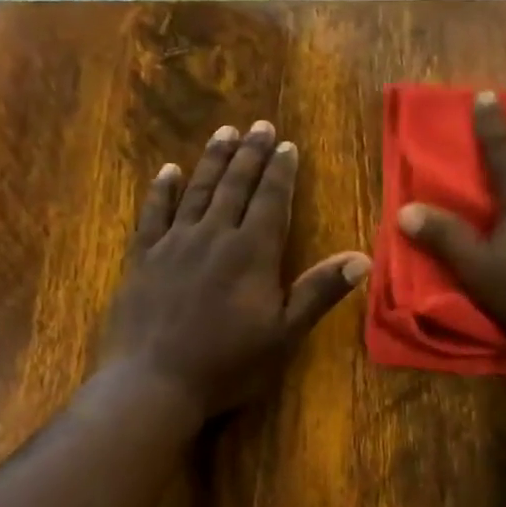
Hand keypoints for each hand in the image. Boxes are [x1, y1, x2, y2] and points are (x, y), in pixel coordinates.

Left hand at [101, 121, 371, 417]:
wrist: (153, 382)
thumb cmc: (227, 363)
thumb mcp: (284, 334)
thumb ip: (319, 291)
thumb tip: (362, 258)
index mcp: (252, 252)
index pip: (271, 200)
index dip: (280, 171)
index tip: (286, 144)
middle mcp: (214, 236)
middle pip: (235, 186)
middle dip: (250, 154)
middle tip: (258, 125)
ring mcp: (174, 243)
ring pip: (197, 190)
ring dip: (213, 160)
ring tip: (224, 133)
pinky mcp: (143, 257)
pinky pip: (153, 213)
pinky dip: (162, 189)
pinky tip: (168, 171)